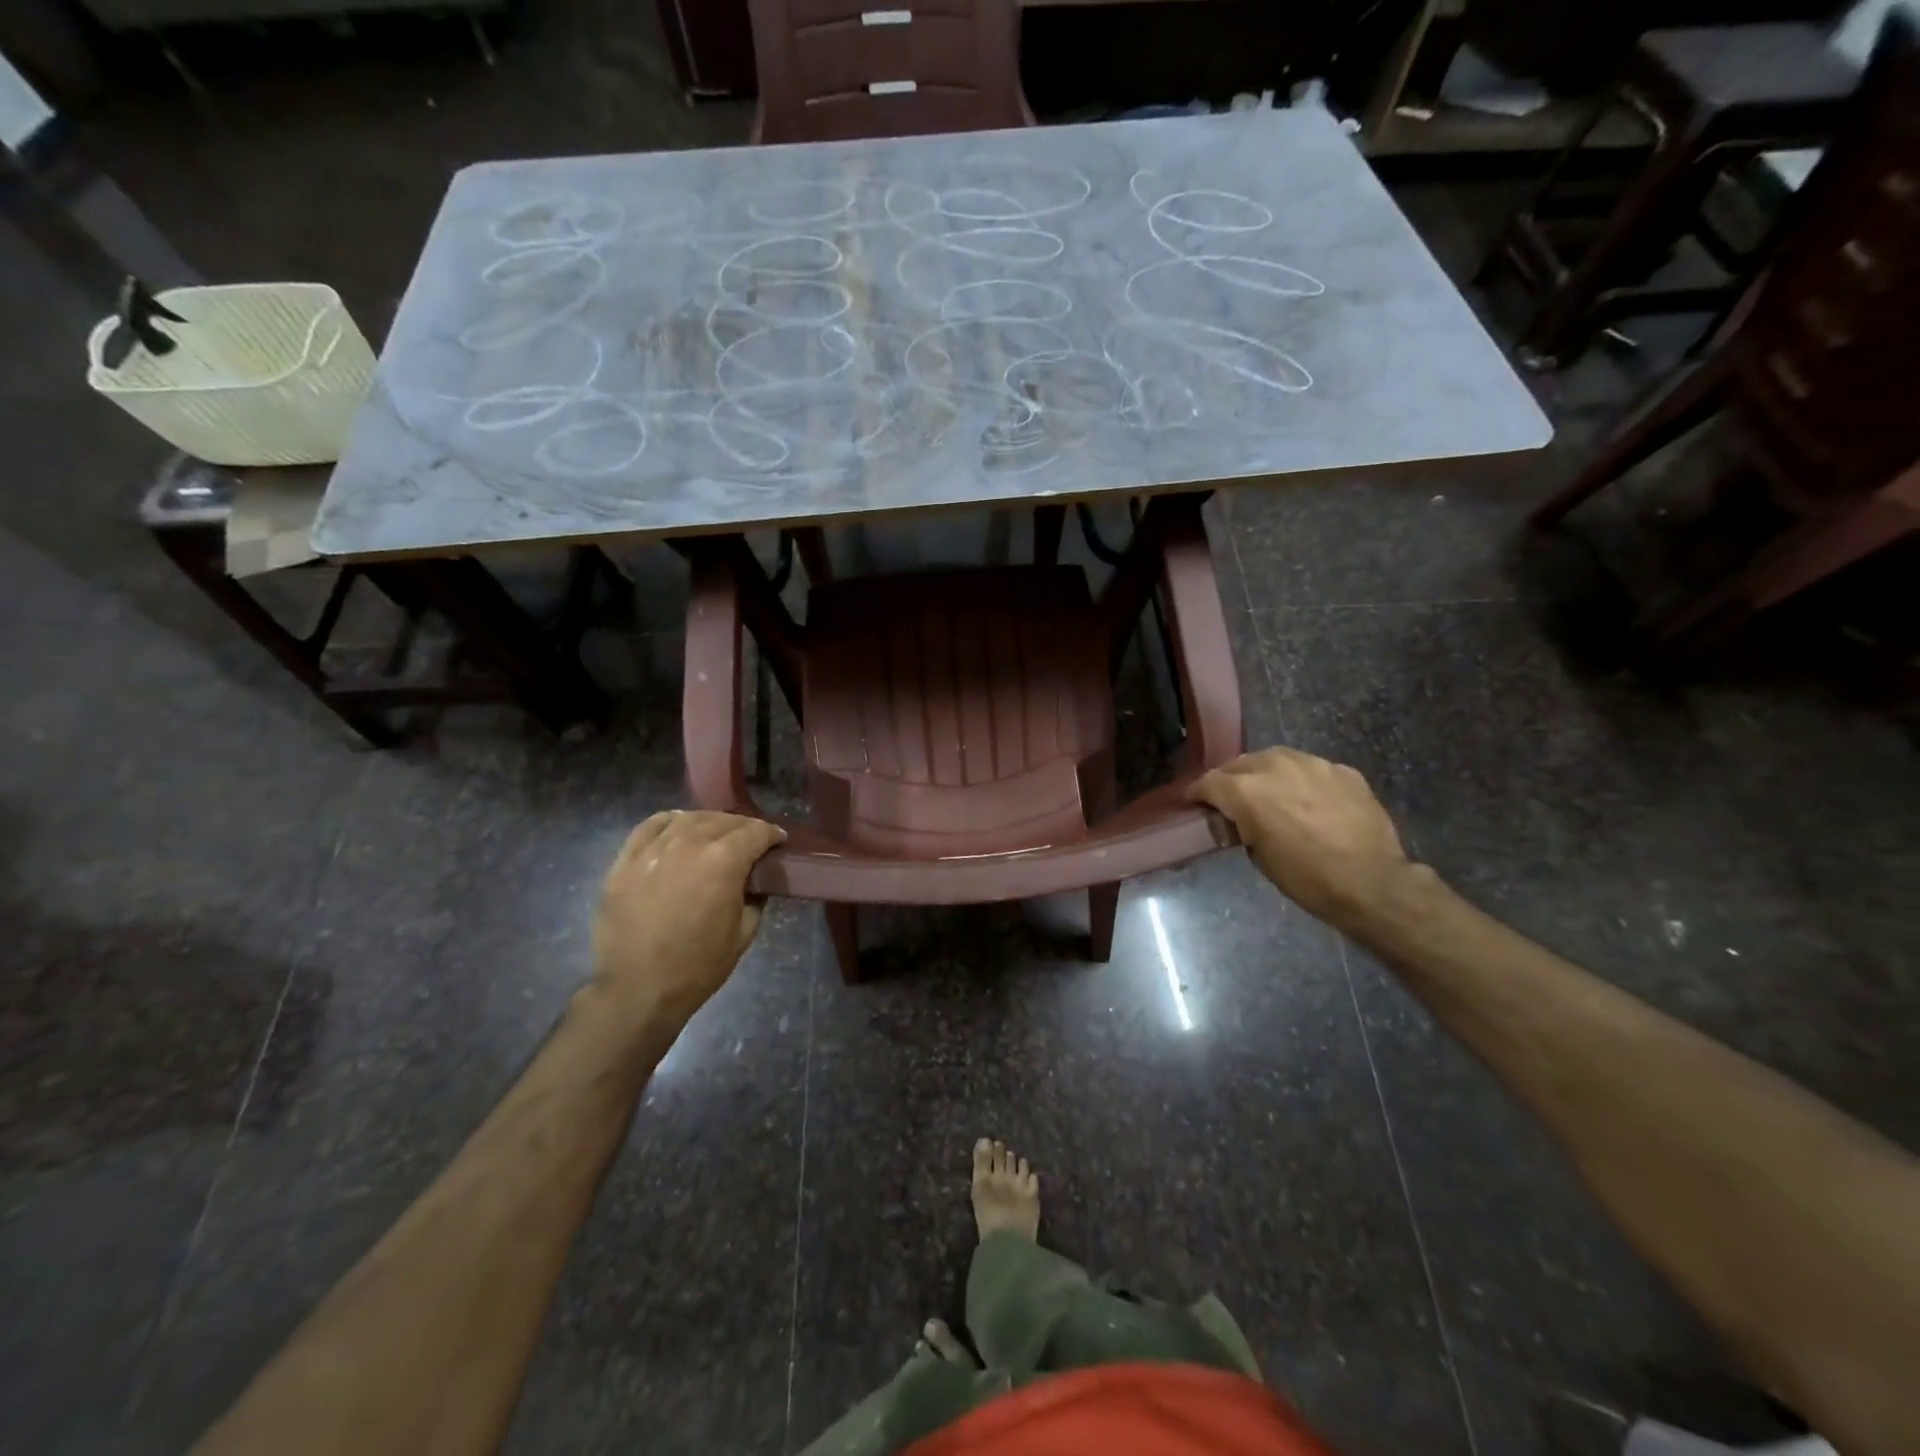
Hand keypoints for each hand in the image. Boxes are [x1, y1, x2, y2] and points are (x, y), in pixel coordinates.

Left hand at [588, 810, 786, 1031]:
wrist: (638, 990)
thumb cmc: (698, 966)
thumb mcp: (744, 933)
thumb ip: (755, 897)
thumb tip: (755, 881)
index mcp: (724, 860)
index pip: (756, 831)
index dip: (772, 834)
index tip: (778, 841)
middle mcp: (689, 843)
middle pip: (724, 821)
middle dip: (744, 827)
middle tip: (751, 841)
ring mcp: (654, 849)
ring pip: (689, 819)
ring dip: (710, 823)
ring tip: (716, 834)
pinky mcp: (626, 860)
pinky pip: (651, 826)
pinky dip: (670, 821)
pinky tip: (678, 827)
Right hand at [1190, 748, 1414, 932]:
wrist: (1372, 882)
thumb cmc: (1307, 878)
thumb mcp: (1259, 856)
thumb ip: (1242, 825)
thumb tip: (1240, 818)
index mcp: (1246, 790)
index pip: (1208, 782)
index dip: (1198, 793)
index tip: (1194, 802)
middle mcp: (1274, 766)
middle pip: (1240, 764)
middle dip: (1231, 780)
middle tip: (1232, 800)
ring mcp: (1312, 764)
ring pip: (1275, 758)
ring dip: (1265, 773)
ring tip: (1270, 793)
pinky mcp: (1342, 770)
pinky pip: (1310, 769)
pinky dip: (1301, 780)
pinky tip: (1308, 800)